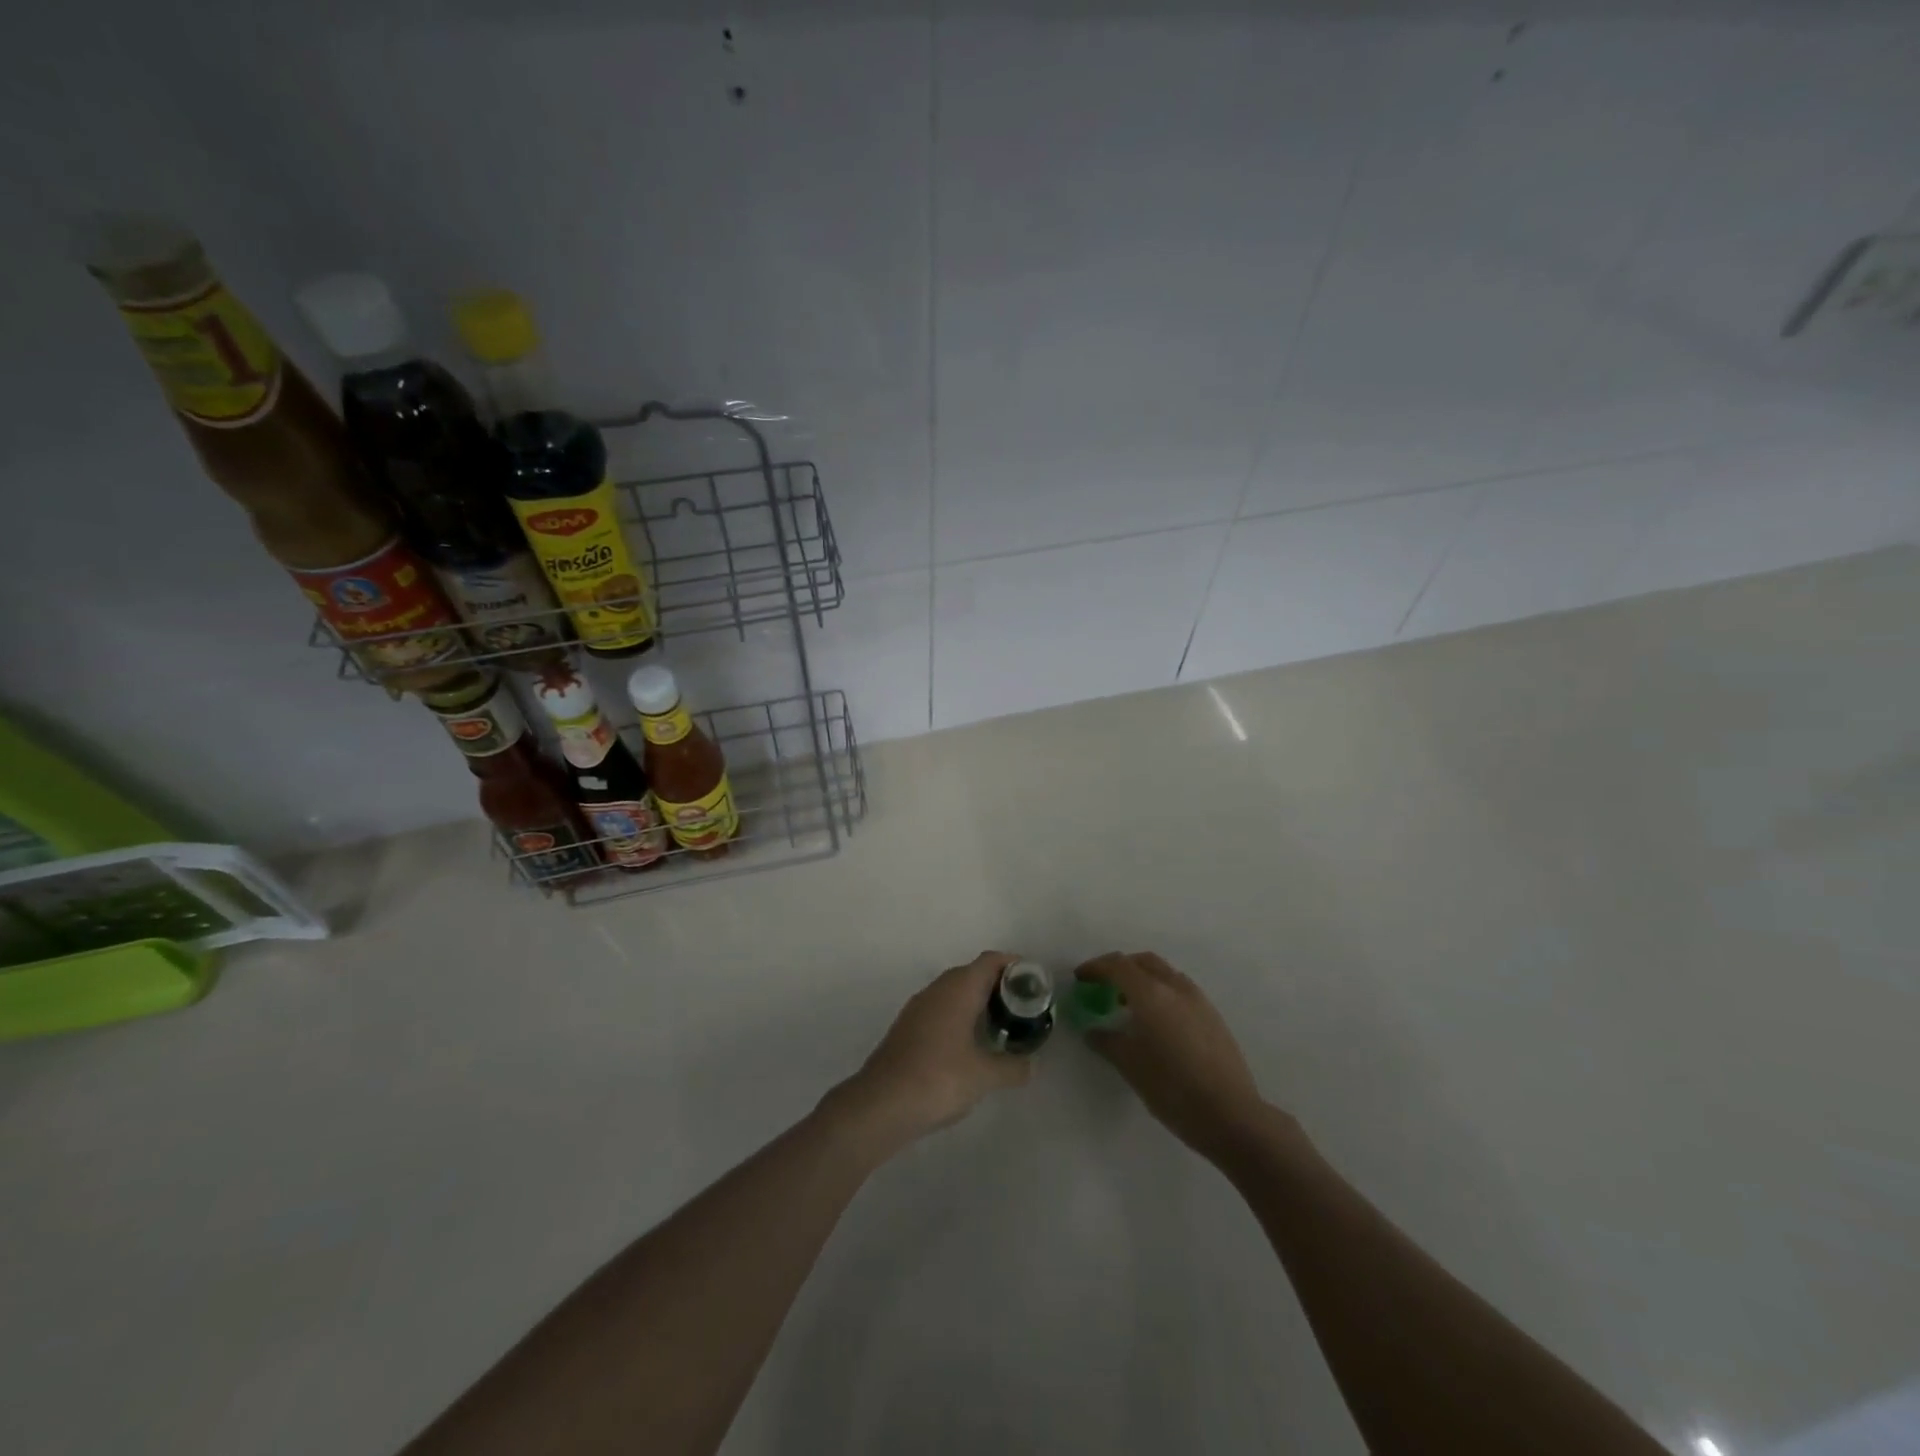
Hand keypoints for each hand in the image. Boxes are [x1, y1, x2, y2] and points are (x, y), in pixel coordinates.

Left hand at [830, 952, 1032, 1145]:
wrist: (881, 1103)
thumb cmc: (939, 1079)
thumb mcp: (985, 1076)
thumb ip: (1013, 1067)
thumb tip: (1032, 1066)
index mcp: (959, 988)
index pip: (991, 961)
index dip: (1015, 966)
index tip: (1034, 983)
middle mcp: (937, 989)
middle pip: (973, 973)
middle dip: (998, 987)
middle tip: (1023, 1009)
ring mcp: (918, 1007)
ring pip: (954, 993)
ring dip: (977, 1003)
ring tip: (1001, 1028)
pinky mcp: (907, 1028)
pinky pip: (941, 1010)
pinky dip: (959, 1019)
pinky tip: (969, 1047)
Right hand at [1075, 951, 1270, 1160]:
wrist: (1230, 1115)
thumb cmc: (1172, 1088)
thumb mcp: (1130, 1066)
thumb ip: (1107, 1042)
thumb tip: (1093, 1031)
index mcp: (1151, 994)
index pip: (1118, 965)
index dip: (1096, 967)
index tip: (1080, 978)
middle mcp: (1175, 988)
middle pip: (1144, 962)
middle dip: (1121, 968)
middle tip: (1103, 986)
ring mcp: (1199, 1000)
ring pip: (1165, 974)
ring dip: (1144, 980)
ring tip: (1129, 1006)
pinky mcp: (1213, 1017)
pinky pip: (1180, 991)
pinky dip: (1162, 993)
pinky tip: (1157, 1023)